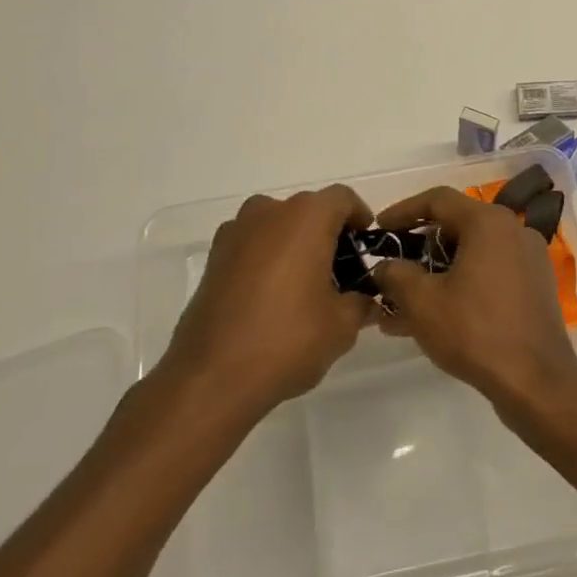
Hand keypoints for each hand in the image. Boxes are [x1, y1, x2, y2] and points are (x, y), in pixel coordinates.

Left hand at [163, 186, 375, 418]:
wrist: (211, 377)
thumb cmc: (287, 340)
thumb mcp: (341, 326)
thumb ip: (360, 303)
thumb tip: (366, 300)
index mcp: (305, 218)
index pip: (342, 199)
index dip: (359, 217)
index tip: (365, 246)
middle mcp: (268, 213)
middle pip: (308, 210)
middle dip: (327, 234)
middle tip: (340, 272)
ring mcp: (235, 233)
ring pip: (277, 225)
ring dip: (295, 244)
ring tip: (305, 285)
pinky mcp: (213, 259)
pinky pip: (252, 245)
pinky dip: (267, 258)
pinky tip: (272, 297)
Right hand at [371, 186, 576, 416]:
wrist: (536, 382)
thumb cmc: (475, 331)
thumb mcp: (422, 301)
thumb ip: (395, 274)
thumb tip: (385, 266)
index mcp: (489, 222)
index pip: (438, 200)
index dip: (402, 211)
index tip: (378, 229)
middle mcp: (513, 230)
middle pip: (456, 227)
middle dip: (418, 251)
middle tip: (390, 271)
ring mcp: (528, 259)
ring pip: (471, 256)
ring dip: (436, 276)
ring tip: (401, 308)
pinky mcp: (535, 287)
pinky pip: (489, 275)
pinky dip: (460, 287)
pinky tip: (434, 319)